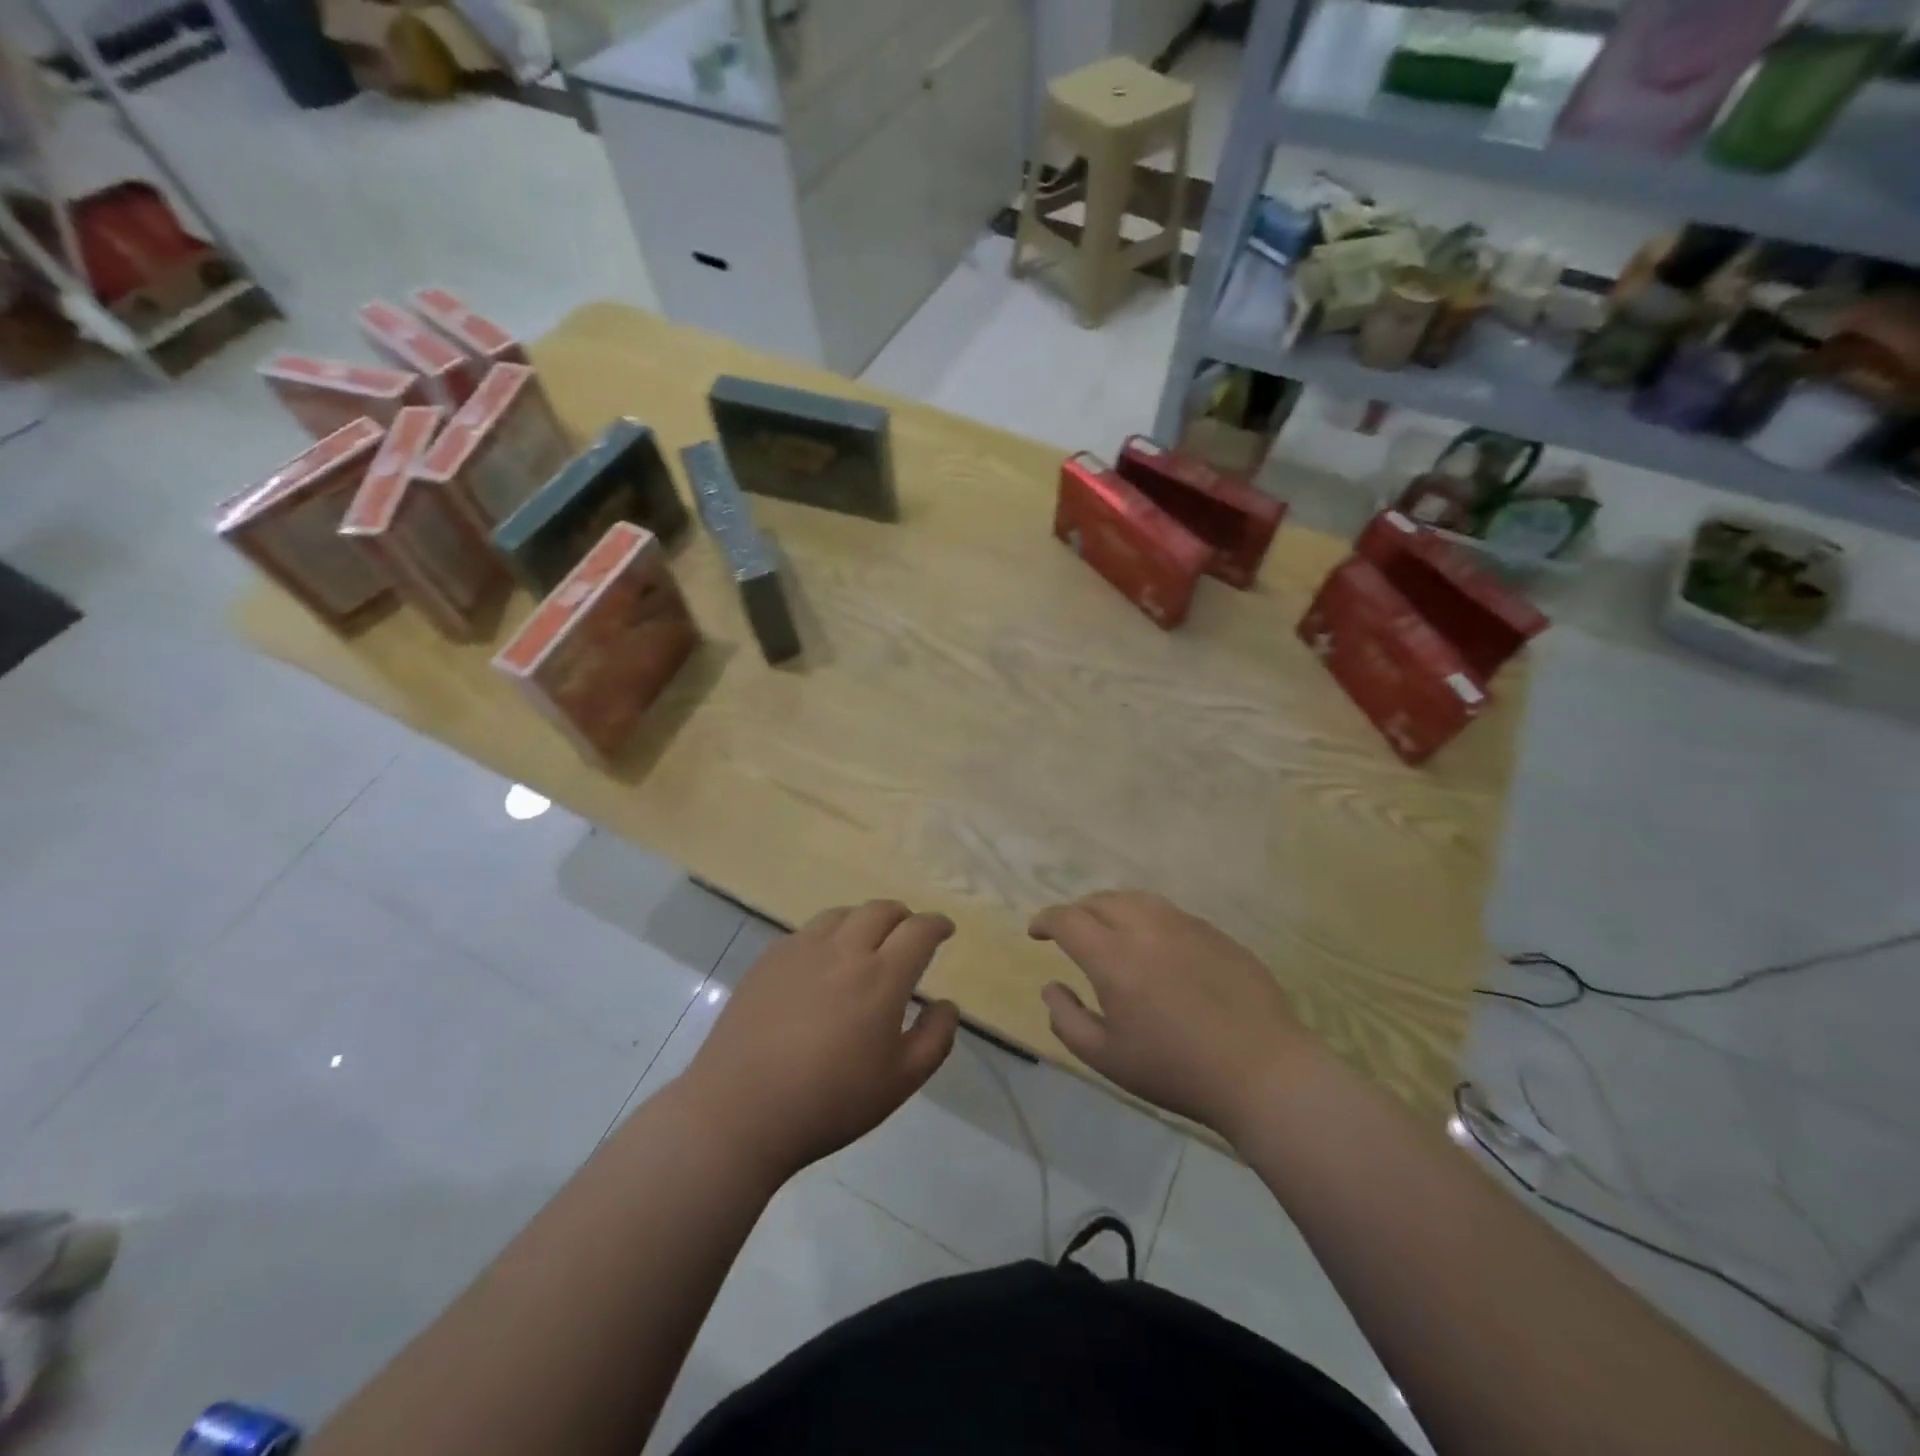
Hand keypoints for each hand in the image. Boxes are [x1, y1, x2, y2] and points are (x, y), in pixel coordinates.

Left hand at [683, 901, 959, 1180]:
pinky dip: (828, 935)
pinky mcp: (769, 959)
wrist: (739, 1111)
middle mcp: (844, 949)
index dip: (937, 925)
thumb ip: (935, 1038)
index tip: (944, 930)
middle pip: (881, 910)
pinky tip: (822, 962)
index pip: (919, 931)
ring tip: (866, 942)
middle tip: (908, 935)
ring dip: (864, 920)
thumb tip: (946, 1004)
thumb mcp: (900, 1081)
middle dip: (903, 917)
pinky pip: (807, 931)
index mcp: (881, 976)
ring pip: (842, 914)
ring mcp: (801, 949)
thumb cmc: (830, 1101)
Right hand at [1030, 891, 1314, 1136]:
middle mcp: (1147, 928)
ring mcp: (1186, 926)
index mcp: (1114, 956)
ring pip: (1138, 899)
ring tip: (1108, 928)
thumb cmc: (1176, 1069)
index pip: (1068, 920)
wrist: (1262, 1071)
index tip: (1035, 932)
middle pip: (1101, 901)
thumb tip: (1051, 986)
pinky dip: (1148, 919)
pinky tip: (1155, 945)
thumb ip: (1067, 1020)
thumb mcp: (1107, 1057)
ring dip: (1112, 908)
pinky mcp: (1216, 934)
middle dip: (1077, 911)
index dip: (1046, 920)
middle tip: (1070, 931)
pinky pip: (1171, 914)